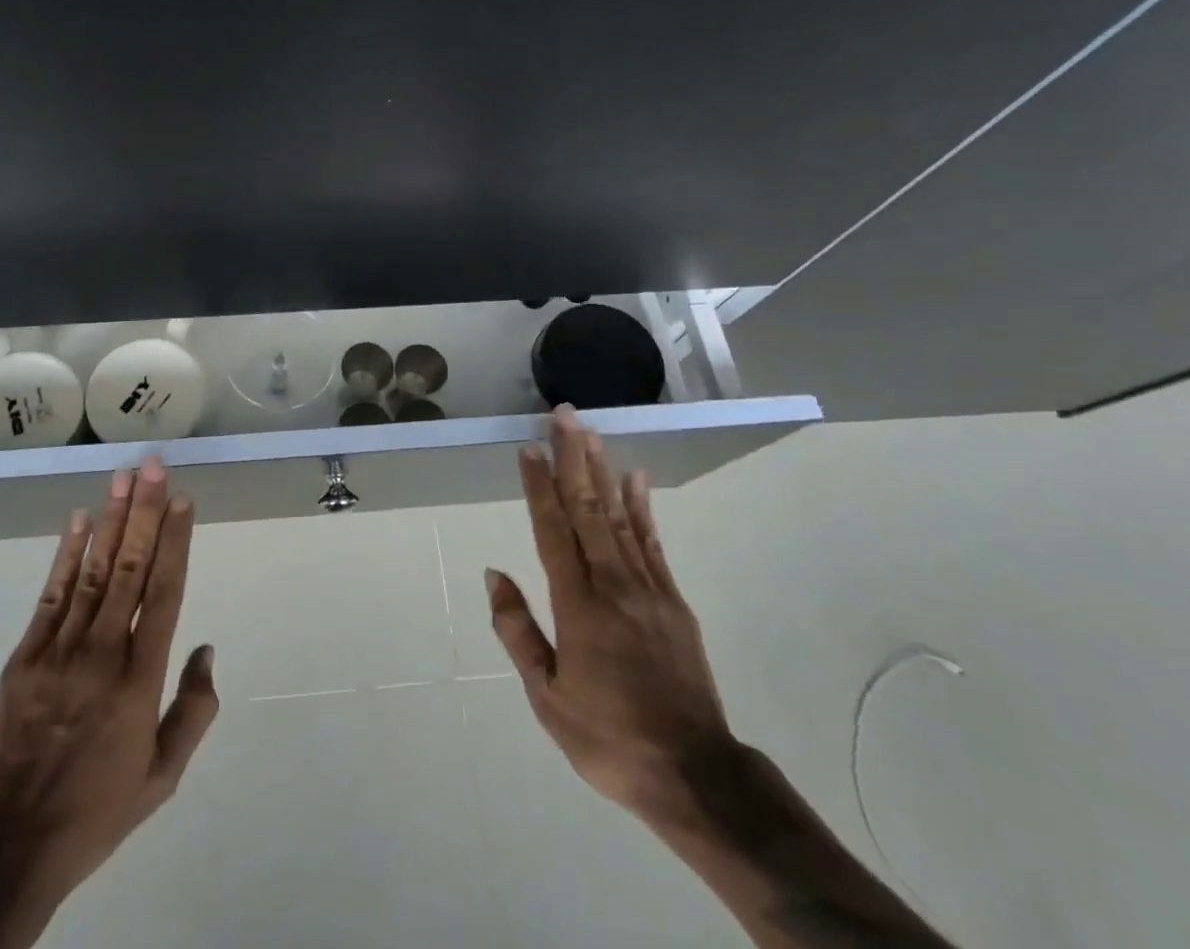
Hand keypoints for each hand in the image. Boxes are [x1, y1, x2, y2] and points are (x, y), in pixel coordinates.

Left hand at [0, 461, 217, 948]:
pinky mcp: (25, 655)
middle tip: (153, 467)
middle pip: (129, 568)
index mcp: (140, 680)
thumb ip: (192, 711)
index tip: (183, 500)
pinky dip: (67, 554)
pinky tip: (79, 520)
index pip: (164, 593)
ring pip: (93, 571)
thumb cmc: (95, 811)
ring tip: (122, 478)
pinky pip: (52, 594)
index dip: (174, 542)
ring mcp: (60, 650)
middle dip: (145, 512)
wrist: (8, 846)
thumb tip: (207, 651)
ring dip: (110, 520)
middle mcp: (103, 652)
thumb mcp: (162, 778)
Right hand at [484, 406, 733, 817]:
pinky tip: (635, 478)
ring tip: (590, 432)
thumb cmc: (609, 737)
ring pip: (618, 516)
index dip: (538, 485)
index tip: (527, 447)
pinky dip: (641, 507)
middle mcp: (613, 584)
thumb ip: (518, 631)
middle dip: (572, 457)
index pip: (552, 530)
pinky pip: (653, 542)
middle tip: (563, 415)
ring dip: (601, 470)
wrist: (694, 775)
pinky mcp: (673, 601)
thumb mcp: (547, 697)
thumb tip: (495, 573)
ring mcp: (649, 589)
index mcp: (578, 605)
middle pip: (587, 508)